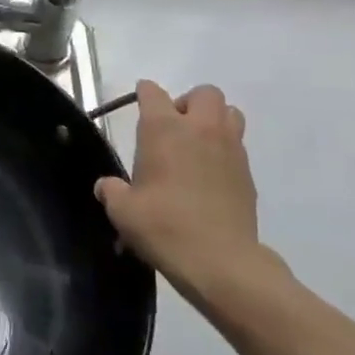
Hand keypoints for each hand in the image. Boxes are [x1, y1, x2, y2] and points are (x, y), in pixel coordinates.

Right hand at [96, 81, 274, 303]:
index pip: (153, 93)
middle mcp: (200, 129)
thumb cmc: (164, 226)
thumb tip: (106, 186)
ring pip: (230, 113)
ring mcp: (229, 149)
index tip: (139, 102)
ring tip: (197, 145)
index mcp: (164, 129)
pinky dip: (224, 150)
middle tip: (174, 128)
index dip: (144, 93)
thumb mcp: (123, 210)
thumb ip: (112, 191)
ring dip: (214, 120)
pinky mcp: (248, 174)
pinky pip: (238, 146)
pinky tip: (210, 176)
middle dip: (188, 102)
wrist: (220, 261)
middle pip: (204, 93)